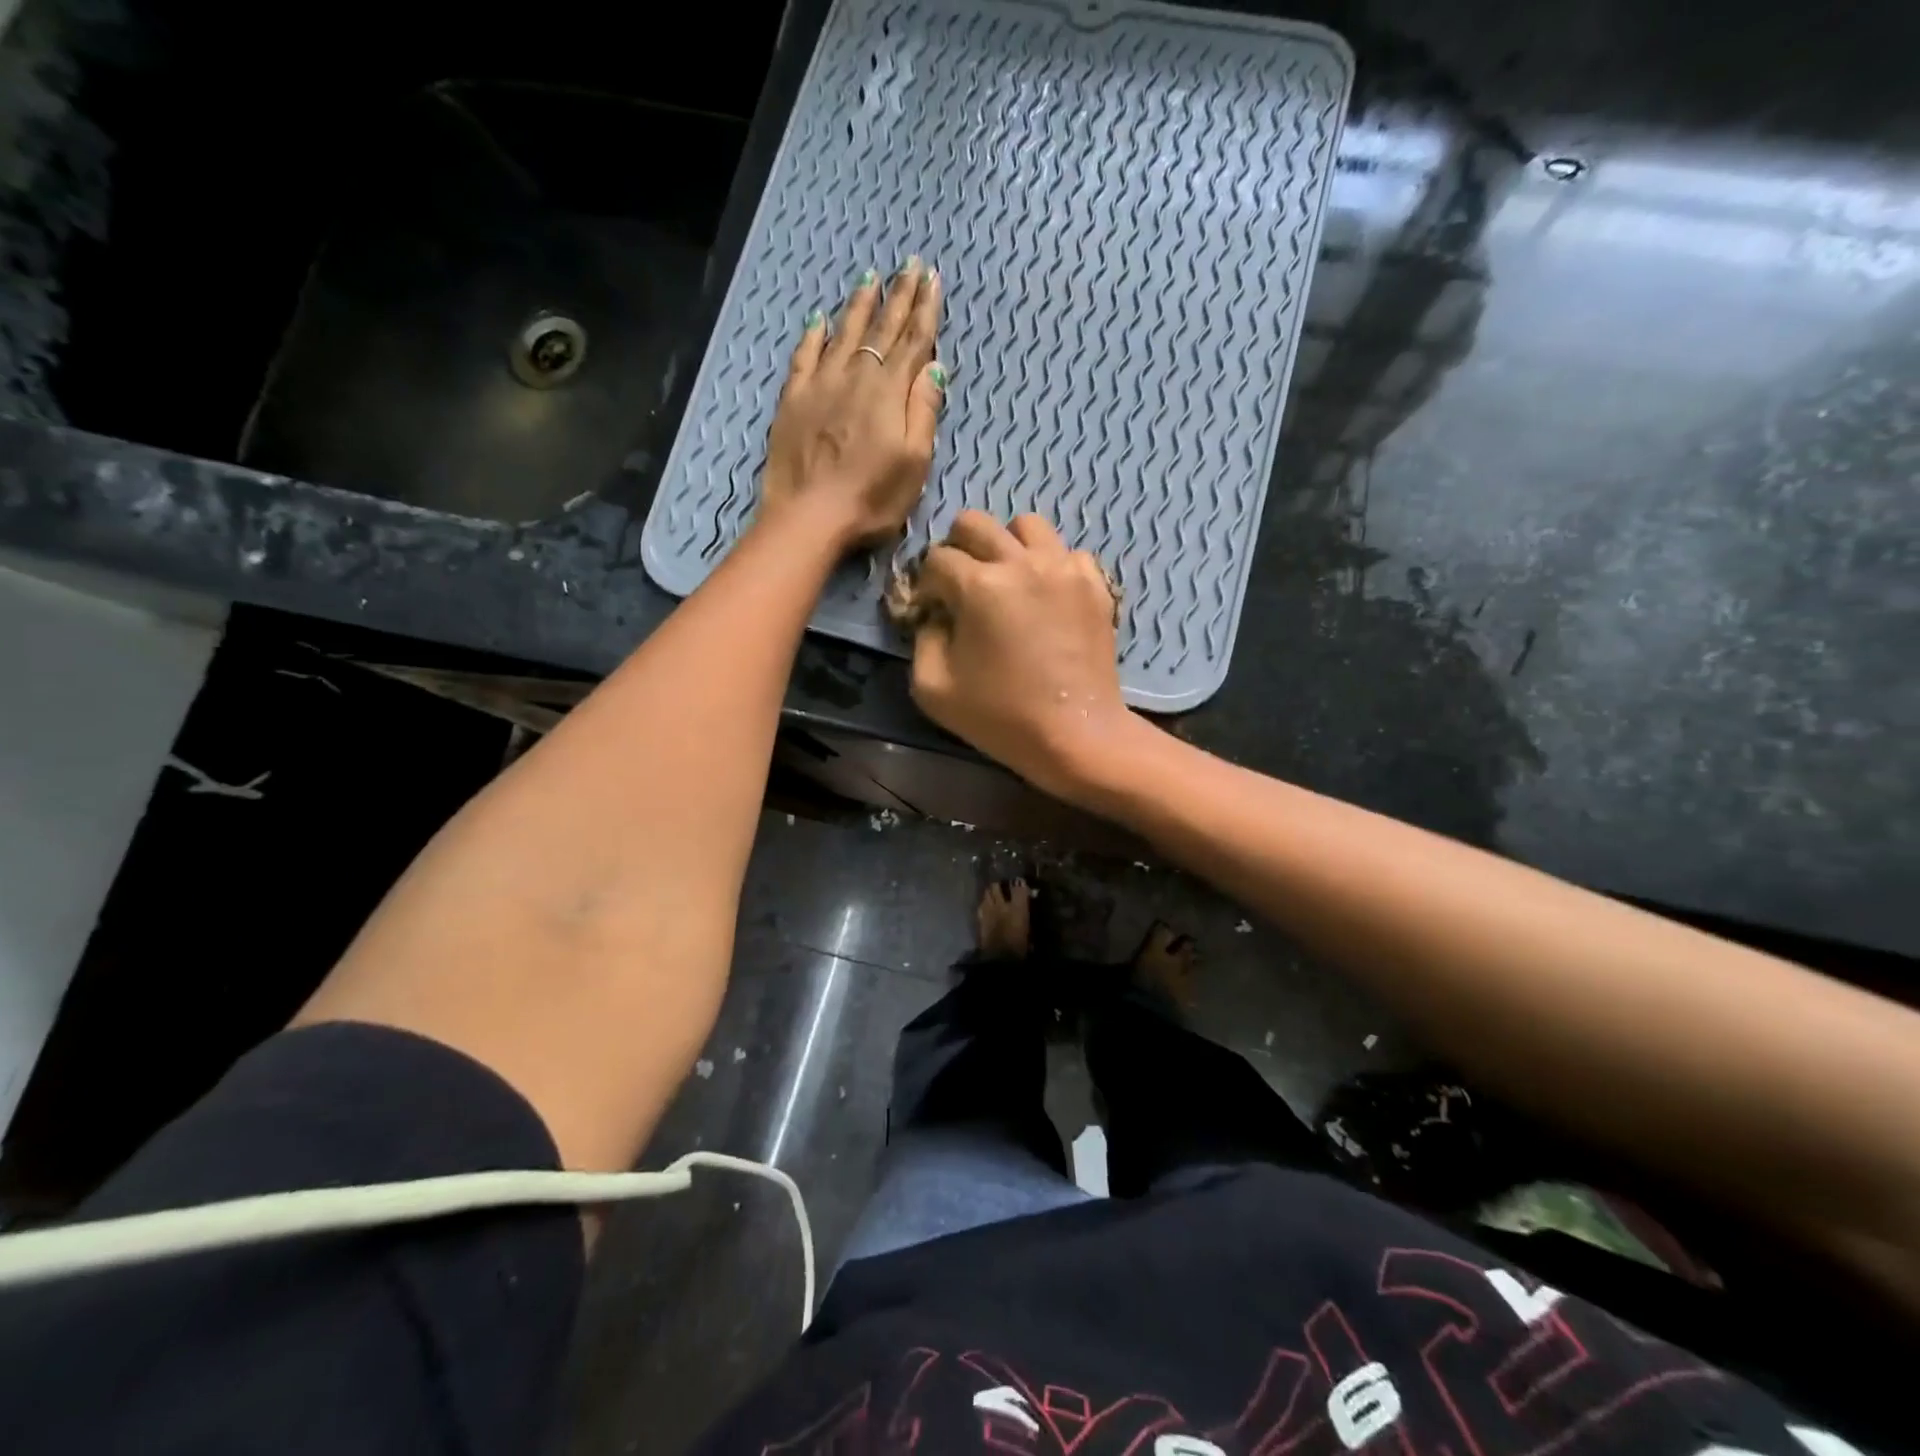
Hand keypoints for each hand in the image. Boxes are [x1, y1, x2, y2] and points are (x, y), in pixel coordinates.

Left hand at [759, 258, 946, 549]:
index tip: (933, 279)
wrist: (808, 516)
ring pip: (844, 334)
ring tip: (871, 279)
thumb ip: (924, 411)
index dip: (925, 309)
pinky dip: (814, 335)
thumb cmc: (871, 499)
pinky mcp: (793, 400)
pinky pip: (805, 356)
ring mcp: (821, 385)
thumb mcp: (914, 463)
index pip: (913, 341)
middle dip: (898, 296)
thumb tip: (934, 366)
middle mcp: (857, 377)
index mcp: (890, 393)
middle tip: (910, 265)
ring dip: (860, 306)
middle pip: (882, 330)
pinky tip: (819, 320)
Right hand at [907, 511, 1135, 800]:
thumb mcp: (932, 688)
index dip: (927, 584)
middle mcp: (1021, 563)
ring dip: (1007, 545)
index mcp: (978, 586)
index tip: (932, 611)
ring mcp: (1064, 569)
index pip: (937, 558)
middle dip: (958, 548)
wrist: (1076, 735)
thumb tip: (936, 613)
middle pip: (976, 523)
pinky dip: (1050, 565)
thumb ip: (921, 639)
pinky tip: (1045, 596)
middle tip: (961, 585)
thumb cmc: (1001, 717)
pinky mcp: (1095, 584)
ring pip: (1027, 525)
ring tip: (1007, 580)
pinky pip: (1066, 553)